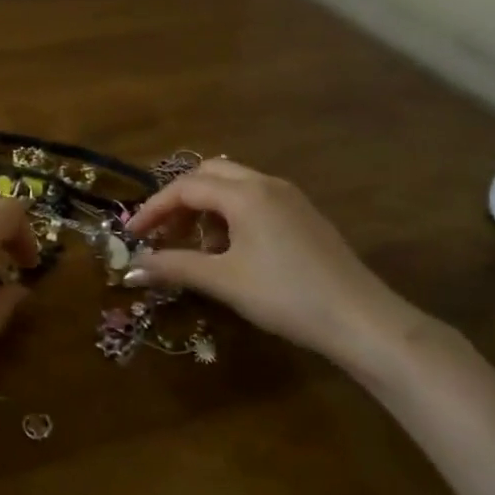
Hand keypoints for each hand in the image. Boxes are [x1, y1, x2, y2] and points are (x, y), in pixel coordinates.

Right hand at [125, 159, 436, 379]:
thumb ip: (175, 267)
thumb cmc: (287, 296)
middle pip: (209, 174)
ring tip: (198, 247)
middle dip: (179, 200)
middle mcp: (265, 183)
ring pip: (233, 185)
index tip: (133, 234)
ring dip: (207, 207)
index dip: (154, 209)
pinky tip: (233, 250)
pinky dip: (231, 214)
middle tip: (162, 232)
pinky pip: (255, 199)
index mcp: (244, 193)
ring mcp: (289, 196)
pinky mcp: (304, 214)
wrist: (362, 320)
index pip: (185, 187)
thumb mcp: (225, 281)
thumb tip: (132, 268)